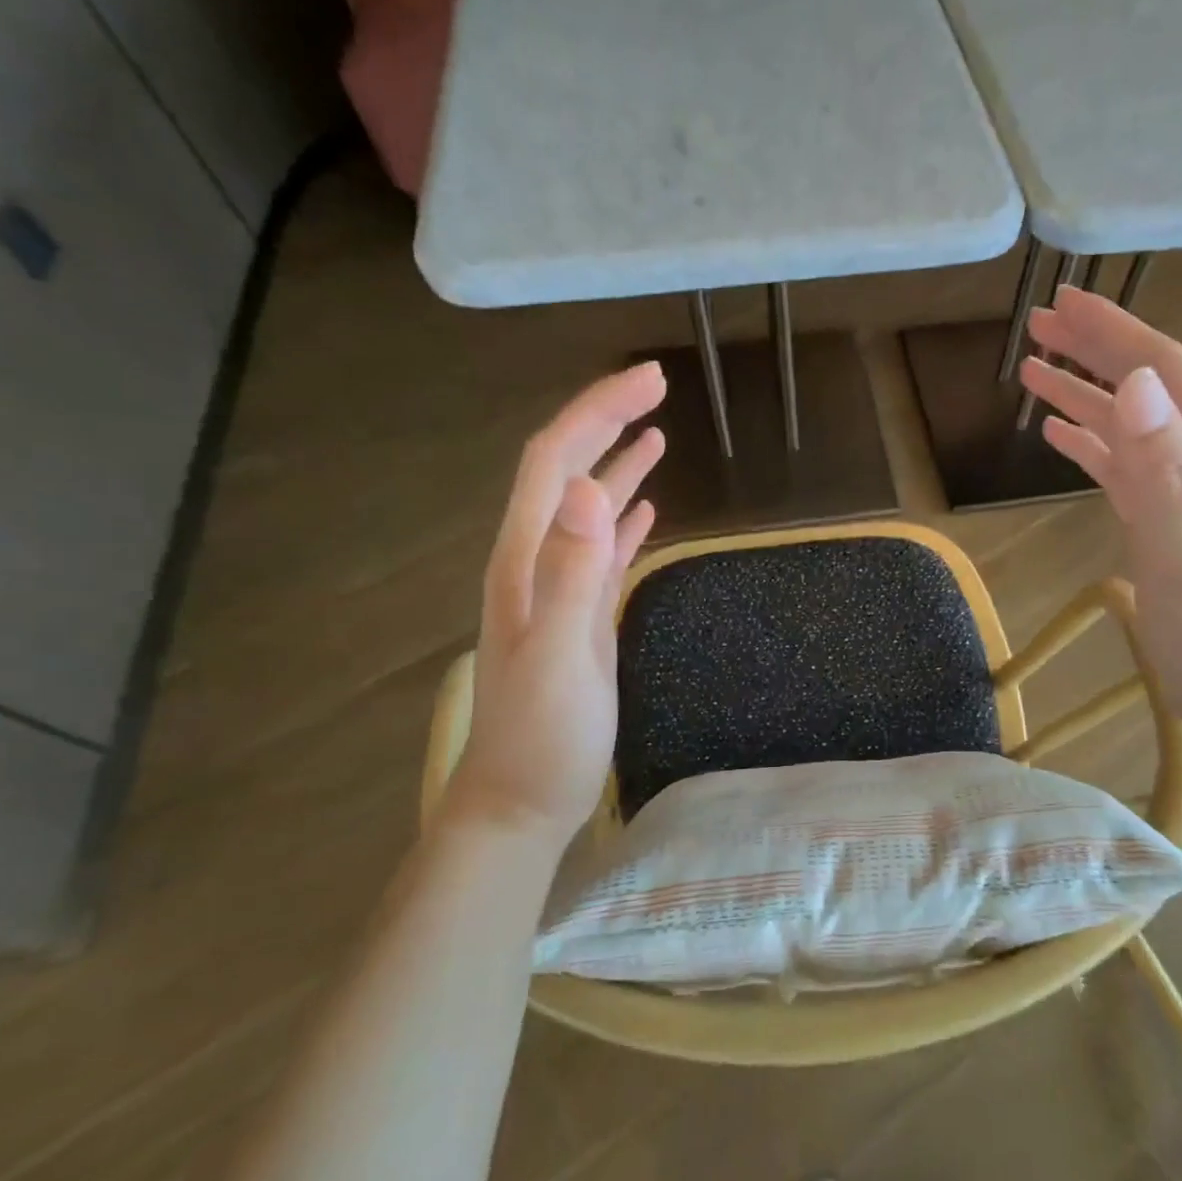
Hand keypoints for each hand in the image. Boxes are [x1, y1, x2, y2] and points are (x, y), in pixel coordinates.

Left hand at [435, 363, 667, 837]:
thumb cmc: (542, 735)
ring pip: (587, 506)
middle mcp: (537, 559)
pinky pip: (603, 550)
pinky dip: (626, 518)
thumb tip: (590, 488)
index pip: (556, 460)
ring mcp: (558, 587)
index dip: (598, 411)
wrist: (524, 800)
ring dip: (618, 462)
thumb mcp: (560, 654)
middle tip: (657, 385)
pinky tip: (647, 508)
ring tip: (656, 432)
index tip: (650, 380)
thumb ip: (570, 572)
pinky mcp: (580, 614)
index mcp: (526, 556)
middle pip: (568, 470)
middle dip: (607, 419)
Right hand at [1019, 288, 1181, 735]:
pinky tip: (1059, 436)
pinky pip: (1125, 465)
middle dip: (1093, 350)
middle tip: (1036, 326)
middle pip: (1145, 387)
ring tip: (1032, 373)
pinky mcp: (1171, 518)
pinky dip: (1091, 443)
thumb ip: (1163, 472)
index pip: (1162, 370)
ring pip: (1130, 424)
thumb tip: (1134, 384)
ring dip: (1083, 394)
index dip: (1112, 331)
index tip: (1061, 302)